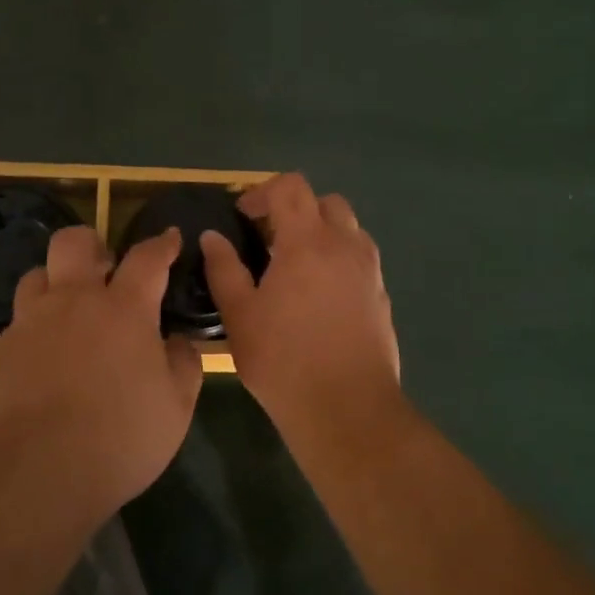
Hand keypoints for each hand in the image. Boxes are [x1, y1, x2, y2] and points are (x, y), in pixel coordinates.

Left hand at [0, 225, 201, 513]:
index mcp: (124, 308)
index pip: (147, 258)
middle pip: (74, 243)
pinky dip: (36, 328)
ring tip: (69, 310)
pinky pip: (19, 322)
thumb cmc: (119, 437)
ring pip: (36, 275)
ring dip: (56, 282)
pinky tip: (45, 357)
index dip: (162, 244)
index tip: (170, 238)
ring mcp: (31, 324)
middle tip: (105, 268)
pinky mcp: (0, 352)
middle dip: (92, 244)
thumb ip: (183, 364)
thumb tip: (177, 341)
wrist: (35, 473)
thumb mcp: (175, 407)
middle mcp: (74, 301)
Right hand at [200, 173, 400, 434]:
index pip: (291, 187)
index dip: (263, 192)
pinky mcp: (382, 294)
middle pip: (325, 201)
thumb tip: (212, 237)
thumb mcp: (240, 316)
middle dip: (295, 209)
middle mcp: (345, 245)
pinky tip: (320, 294)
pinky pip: (360, 257)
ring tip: (296, 265)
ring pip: (348, 228)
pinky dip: (339, 258)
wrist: (348, 408)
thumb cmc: (284, 361)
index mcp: (307, 241)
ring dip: (321, 232)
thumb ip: (224, 269)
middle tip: (270, 238)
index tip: (243, 217)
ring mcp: (369, 269)